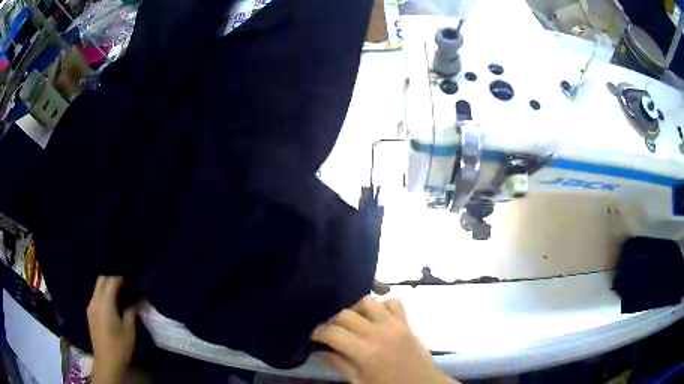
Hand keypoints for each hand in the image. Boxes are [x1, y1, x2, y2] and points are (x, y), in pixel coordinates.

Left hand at [87, 276, 135, 382]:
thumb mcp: (130, 330)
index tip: (129, 285)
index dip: (120, 280)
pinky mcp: (89, 314)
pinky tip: (110, 309)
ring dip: (106, 289)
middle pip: (101, 281)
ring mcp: (91, 307)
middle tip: (123, 290)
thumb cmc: (120, 345)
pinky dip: (102, 297)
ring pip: (97, 289)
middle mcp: (95, 301)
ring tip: (118, 299)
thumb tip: (135, 302)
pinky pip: (95, 298)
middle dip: (111, 281)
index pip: (111, 282)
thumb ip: (131, 312)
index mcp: (105, 302)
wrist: (107, 361)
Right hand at [311, 296, 457, 383]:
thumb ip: (341, 364)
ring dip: (356, 309)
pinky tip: (377, 317)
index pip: (333, 333)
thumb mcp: (359, 382)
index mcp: (365, 352)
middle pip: (346, 314)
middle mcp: (378, 333)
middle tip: (331, 331)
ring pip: (368, 301)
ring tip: (354, 322)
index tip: (314, 336)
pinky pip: (394, 302)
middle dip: (332, 321)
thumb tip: (325, 350)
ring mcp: (395, 325)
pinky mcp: (407, 322)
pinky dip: (382, 305)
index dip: (318, 332)